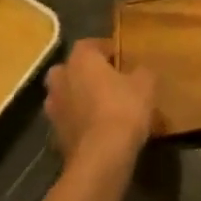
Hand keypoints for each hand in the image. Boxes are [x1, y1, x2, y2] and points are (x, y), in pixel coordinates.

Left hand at [45, 38, 156, 164]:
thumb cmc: (123, 108)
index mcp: (80, 60)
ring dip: (79, 97)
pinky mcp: (55, 136)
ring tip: (103, 105)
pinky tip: (99, 128)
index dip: (105, 48)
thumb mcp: (146, 83)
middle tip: (107, 79)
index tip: (121, 57)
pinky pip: (69, 120)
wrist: (101, 157)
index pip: (88, 44)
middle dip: (84, 72)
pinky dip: (79, 121)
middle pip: (69, 69)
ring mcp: (54, 110)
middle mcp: (61, 80)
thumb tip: (139, 70)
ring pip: (65, 95)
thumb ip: (141, 71)